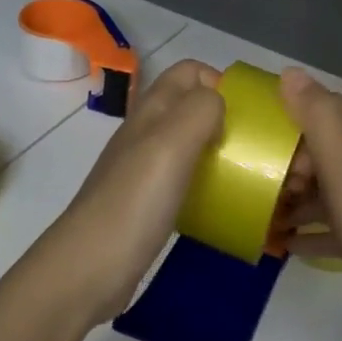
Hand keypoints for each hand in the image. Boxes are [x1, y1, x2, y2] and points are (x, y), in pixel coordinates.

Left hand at [40, 60, 225, 325]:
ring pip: (188, 142)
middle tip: (254, 147)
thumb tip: (219, 100)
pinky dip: (204, 181)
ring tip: (245, 173)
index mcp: (152, 110)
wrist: (87, 269)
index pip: (189, 71)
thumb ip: (200, 110)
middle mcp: (146, 132)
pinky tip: (219, 202)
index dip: (220, 80)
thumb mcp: (171, 143)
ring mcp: (143, 169)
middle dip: (225, 116)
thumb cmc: (134, 201)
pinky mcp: (146, 203)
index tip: (248, 114)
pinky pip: (183, 178)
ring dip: (217, 149)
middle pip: (190, 106)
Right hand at [275, 69, 341, 336]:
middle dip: (289, 160)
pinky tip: (285, 245)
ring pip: (326, 188)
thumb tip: (291, 73)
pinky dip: (309, 229)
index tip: (260, 129)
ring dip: (295, 197)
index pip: (327, 108)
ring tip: (262, 213)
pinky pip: (332, 224)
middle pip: (324, 149)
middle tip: (262, 182)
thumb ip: (319, 121)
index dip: (293, 112)